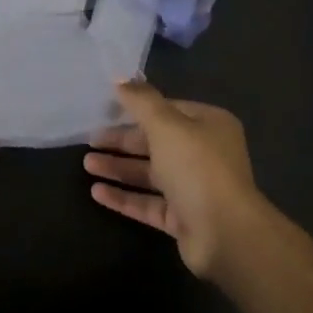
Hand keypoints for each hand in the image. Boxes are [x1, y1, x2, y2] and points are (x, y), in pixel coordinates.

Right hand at [84, 81, 268, 279]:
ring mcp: (194, 188)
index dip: (136, 108)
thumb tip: (120, 78)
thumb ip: (141, 100)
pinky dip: (124, 197)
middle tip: (90, 140)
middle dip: (122, 141)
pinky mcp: (183, 219)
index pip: (168, 110)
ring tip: (87, 164)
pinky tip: (96, 192)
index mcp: (209, 125)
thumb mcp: (166, 125)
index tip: (105, 109)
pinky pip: (149, 203)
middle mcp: (204, 154)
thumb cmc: (197, 167)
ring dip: (119, 168)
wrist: (226, 234)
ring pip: (150, 174)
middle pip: (156, 142)